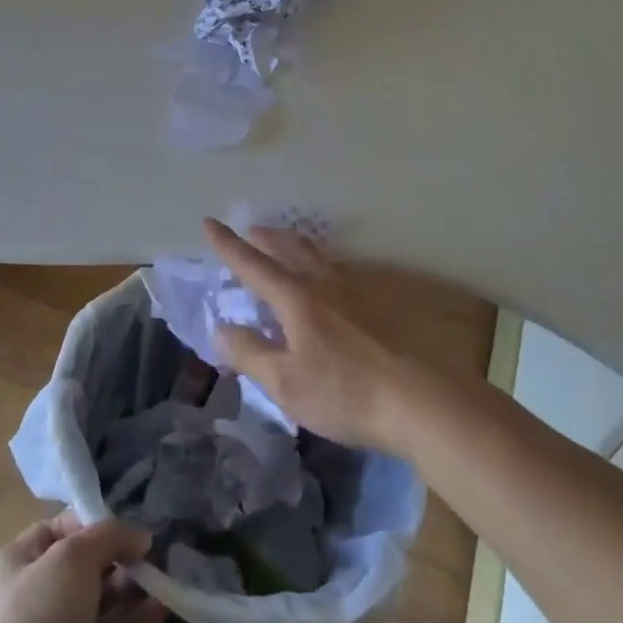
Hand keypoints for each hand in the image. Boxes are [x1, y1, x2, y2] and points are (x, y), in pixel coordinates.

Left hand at [0, 513, 163, 622]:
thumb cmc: (42, 609)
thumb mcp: (74, 553)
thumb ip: (111, 535)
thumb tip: (142, 538)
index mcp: (19, 562)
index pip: (59, 529)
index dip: (91, 522)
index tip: (124, 524)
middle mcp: (40, 593)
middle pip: (88, 563)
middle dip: (120, 554)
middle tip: (151, 549)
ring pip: (106, 597)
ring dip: (134, 583)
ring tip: (162, 572)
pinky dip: (141, 616)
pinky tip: (165, 603)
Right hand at [202, 218, 421, 451]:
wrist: (413, 400)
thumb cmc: (342, 392)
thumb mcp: (284, 382)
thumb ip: (250, 353)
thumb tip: (222, 328)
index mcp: (296, 299)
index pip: (253, 265)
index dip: (228, 245)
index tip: (209, 222)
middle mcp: (323, 285)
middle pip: (290, 249)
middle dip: (266, 237)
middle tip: (251, 229)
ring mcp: (353, 293)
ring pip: (317, 256)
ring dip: (294, 244)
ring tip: (286, 243)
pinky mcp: (374, 308)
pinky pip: (338, 271)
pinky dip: (320, 263)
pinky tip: (326, 278)